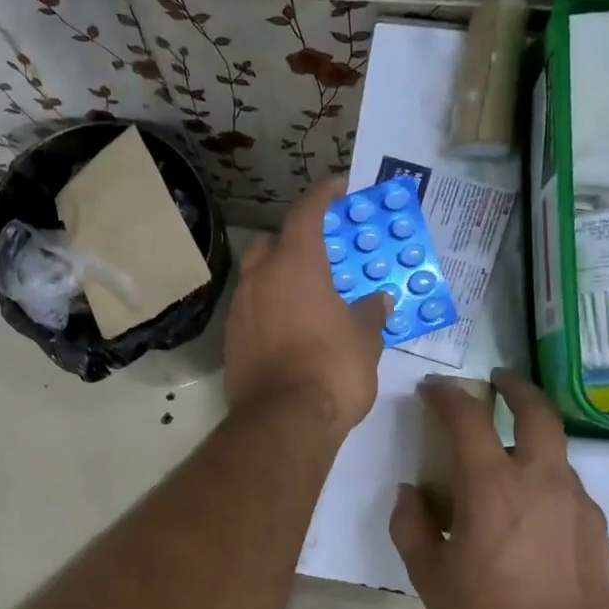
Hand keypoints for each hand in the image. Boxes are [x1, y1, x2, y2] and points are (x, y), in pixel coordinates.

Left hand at [223, 177, 391, 435]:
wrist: (282, 422)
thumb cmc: (332, 370)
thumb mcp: (365, 340)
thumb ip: (370, 313)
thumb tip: (378, 300)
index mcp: (296, 265)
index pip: (307, 212)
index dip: (323, 195)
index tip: (338, 186)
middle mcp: (260, 278)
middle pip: (272, 243)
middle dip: (293, 241)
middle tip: (319, 254)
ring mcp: (240, 309)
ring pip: (257, 277)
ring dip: (278, 278)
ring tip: (306, 295)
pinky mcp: (230, 340)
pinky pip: (251, 310)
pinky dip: (269, 308)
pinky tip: (289, 328)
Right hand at [389, 369, 608, 608]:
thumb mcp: (429, 578)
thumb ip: (412, 525)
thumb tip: (412, 493)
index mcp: (492, 488)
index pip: (468, 419)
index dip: (446, 396)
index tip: (432, 390)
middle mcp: (541, 482)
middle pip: (537, 412)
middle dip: (515, 388)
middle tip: (496, 383)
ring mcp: (577, 505)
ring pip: (554, 452)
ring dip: (529, 440)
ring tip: (503, 462)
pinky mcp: (598, 531)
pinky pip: (566, 488)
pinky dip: (544, 480)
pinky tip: (527, 512)